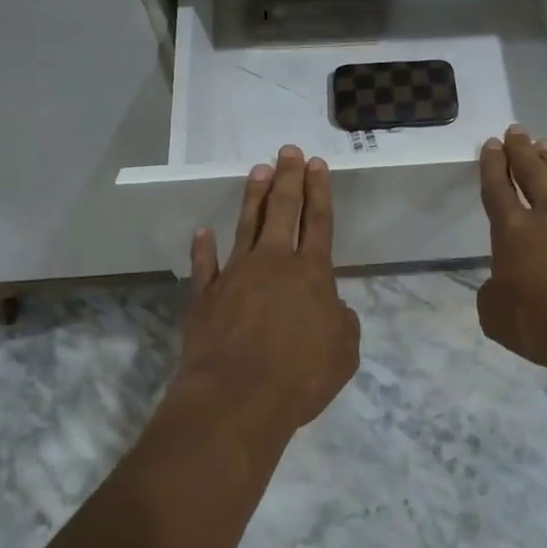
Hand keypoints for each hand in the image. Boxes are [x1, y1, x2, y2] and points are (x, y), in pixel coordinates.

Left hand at [172, 145, 360, 453]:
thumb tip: (332, 306)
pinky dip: (203, 248)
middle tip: (288, 150)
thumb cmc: (299, 376)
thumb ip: (342, 322)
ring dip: (254, 196)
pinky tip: (203, 232)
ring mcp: (236, 275)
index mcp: (312, 273)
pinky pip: (204, 265)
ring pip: (247, 225)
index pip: (319, 221)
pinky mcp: (206, 296)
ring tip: (258, 170)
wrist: (236, 397)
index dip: (319, 191)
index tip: (316, 164)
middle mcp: (274, 262)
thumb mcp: (343, 352)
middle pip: (283, 210)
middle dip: (288, 177)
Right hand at [476, 126, 546, 375]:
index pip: (497, 188)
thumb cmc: (545, 321)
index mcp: (512, 230)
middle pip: (531, 172)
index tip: (492, 144)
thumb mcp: (497, 316)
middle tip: (517, 130)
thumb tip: (501, 284)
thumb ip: (493, 294)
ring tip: (545, 144)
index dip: (492, 165)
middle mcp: (546, 215)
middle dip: (521, 150)